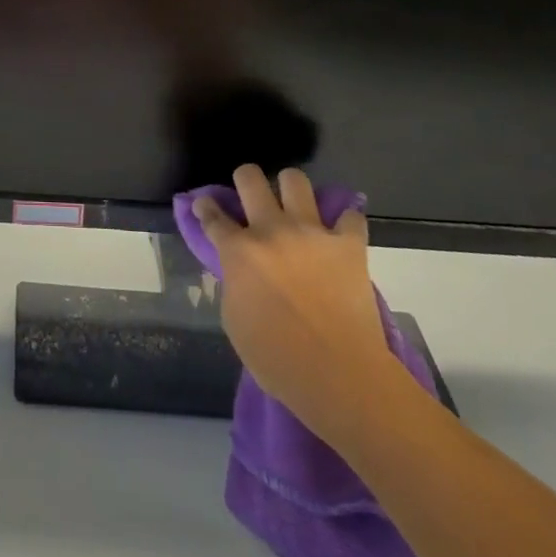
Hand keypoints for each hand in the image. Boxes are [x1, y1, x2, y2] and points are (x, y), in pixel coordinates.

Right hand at [195, 165, 405, 441]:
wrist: (340, 377)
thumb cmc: (278, 360)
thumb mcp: (235, 322)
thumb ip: (233, 284)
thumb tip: (238, 270)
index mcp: (239, 252)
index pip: (212, 215)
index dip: (205, 207)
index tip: (205, 206)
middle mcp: (271, 230)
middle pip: (250, 179)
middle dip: (244, 180)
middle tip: (250, 196)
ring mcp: (311, 232)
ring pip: (294, 180)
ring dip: (290, 189)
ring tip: (294, 205)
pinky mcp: (348, 244)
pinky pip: (350, 215)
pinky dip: (345, 222)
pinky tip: (341, 233)